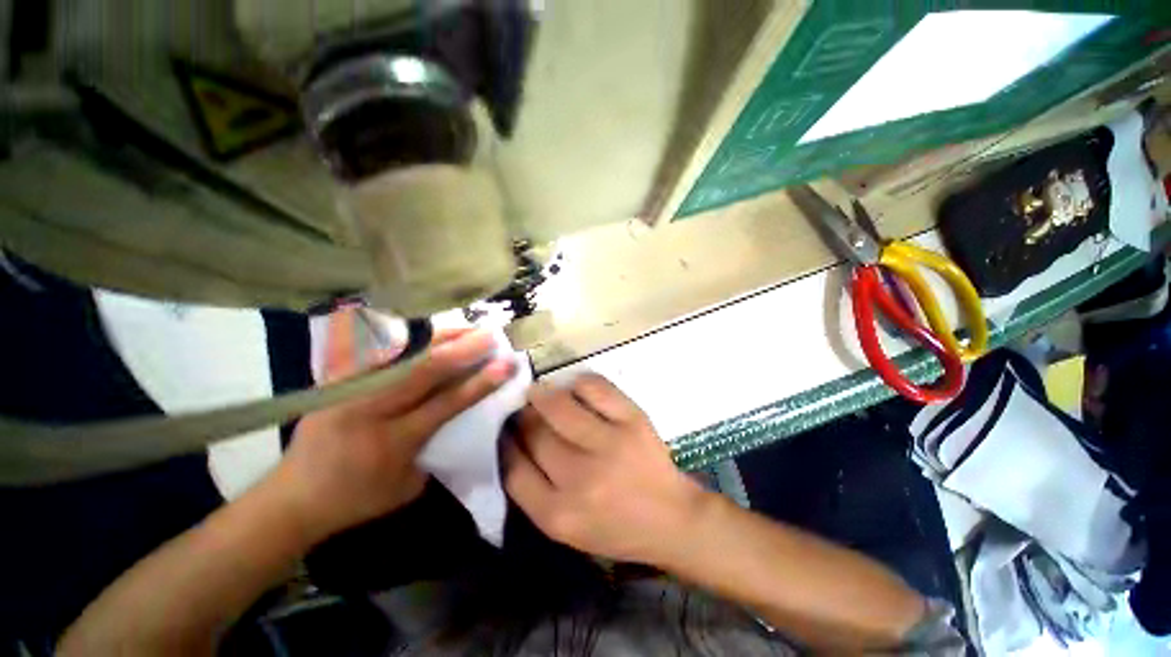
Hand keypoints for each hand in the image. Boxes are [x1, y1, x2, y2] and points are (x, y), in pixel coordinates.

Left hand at [273, 327, 516, 540]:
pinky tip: (425, 330)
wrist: (292, 499)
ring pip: (400, 355)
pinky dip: (404, 339)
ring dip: (438, 339)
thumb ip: (435, 447)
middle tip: (490, 335)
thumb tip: (459, 411)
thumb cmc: (358, 499)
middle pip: (423, 371)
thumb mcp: (408, 486)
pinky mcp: (334, 382)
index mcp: (392, 443)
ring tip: (465, 329)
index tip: (505, 364)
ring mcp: (347, 392)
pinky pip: (374, 352)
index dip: (479, 383)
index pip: (445, 404)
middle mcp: (368, 411)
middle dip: (462, 350)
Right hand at [503, 373, 707, 564]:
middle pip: (534, 433)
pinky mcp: (633, 421)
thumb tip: (513, 440)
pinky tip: (573, 387)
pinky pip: (595, 387)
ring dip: (543, 393)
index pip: (513, 469)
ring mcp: (611, 445)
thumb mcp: (566, 528)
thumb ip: (534, 490)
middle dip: (523, 416)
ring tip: (541, 392)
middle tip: (524, 408)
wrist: (673, 519)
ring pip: (559, 405)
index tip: (505, 429)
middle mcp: (581, 479)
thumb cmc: (616, 527)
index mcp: (559, 515)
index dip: (504, 442)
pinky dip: (578, 382)